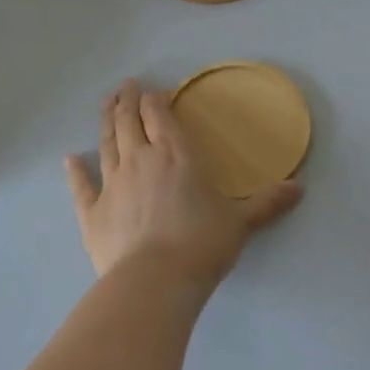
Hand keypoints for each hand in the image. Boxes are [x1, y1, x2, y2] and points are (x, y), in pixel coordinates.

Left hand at [64, 80, 302, 289]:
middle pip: (129, 121)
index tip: (152, 91)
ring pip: (106, 144)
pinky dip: (75, 171)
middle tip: (125, 87)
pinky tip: (69, 159)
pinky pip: (82, 186)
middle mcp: (140, 160)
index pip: (160, 115)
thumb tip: (300, 187)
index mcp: (176, 154)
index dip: (154, 99)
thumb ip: (268, 202)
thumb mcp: (241, 222)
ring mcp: (113, 185)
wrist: (155, 283)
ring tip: (105, 104)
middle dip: (127, 101)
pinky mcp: (93, 213)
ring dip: (105, 121)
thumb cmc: (202, 244)